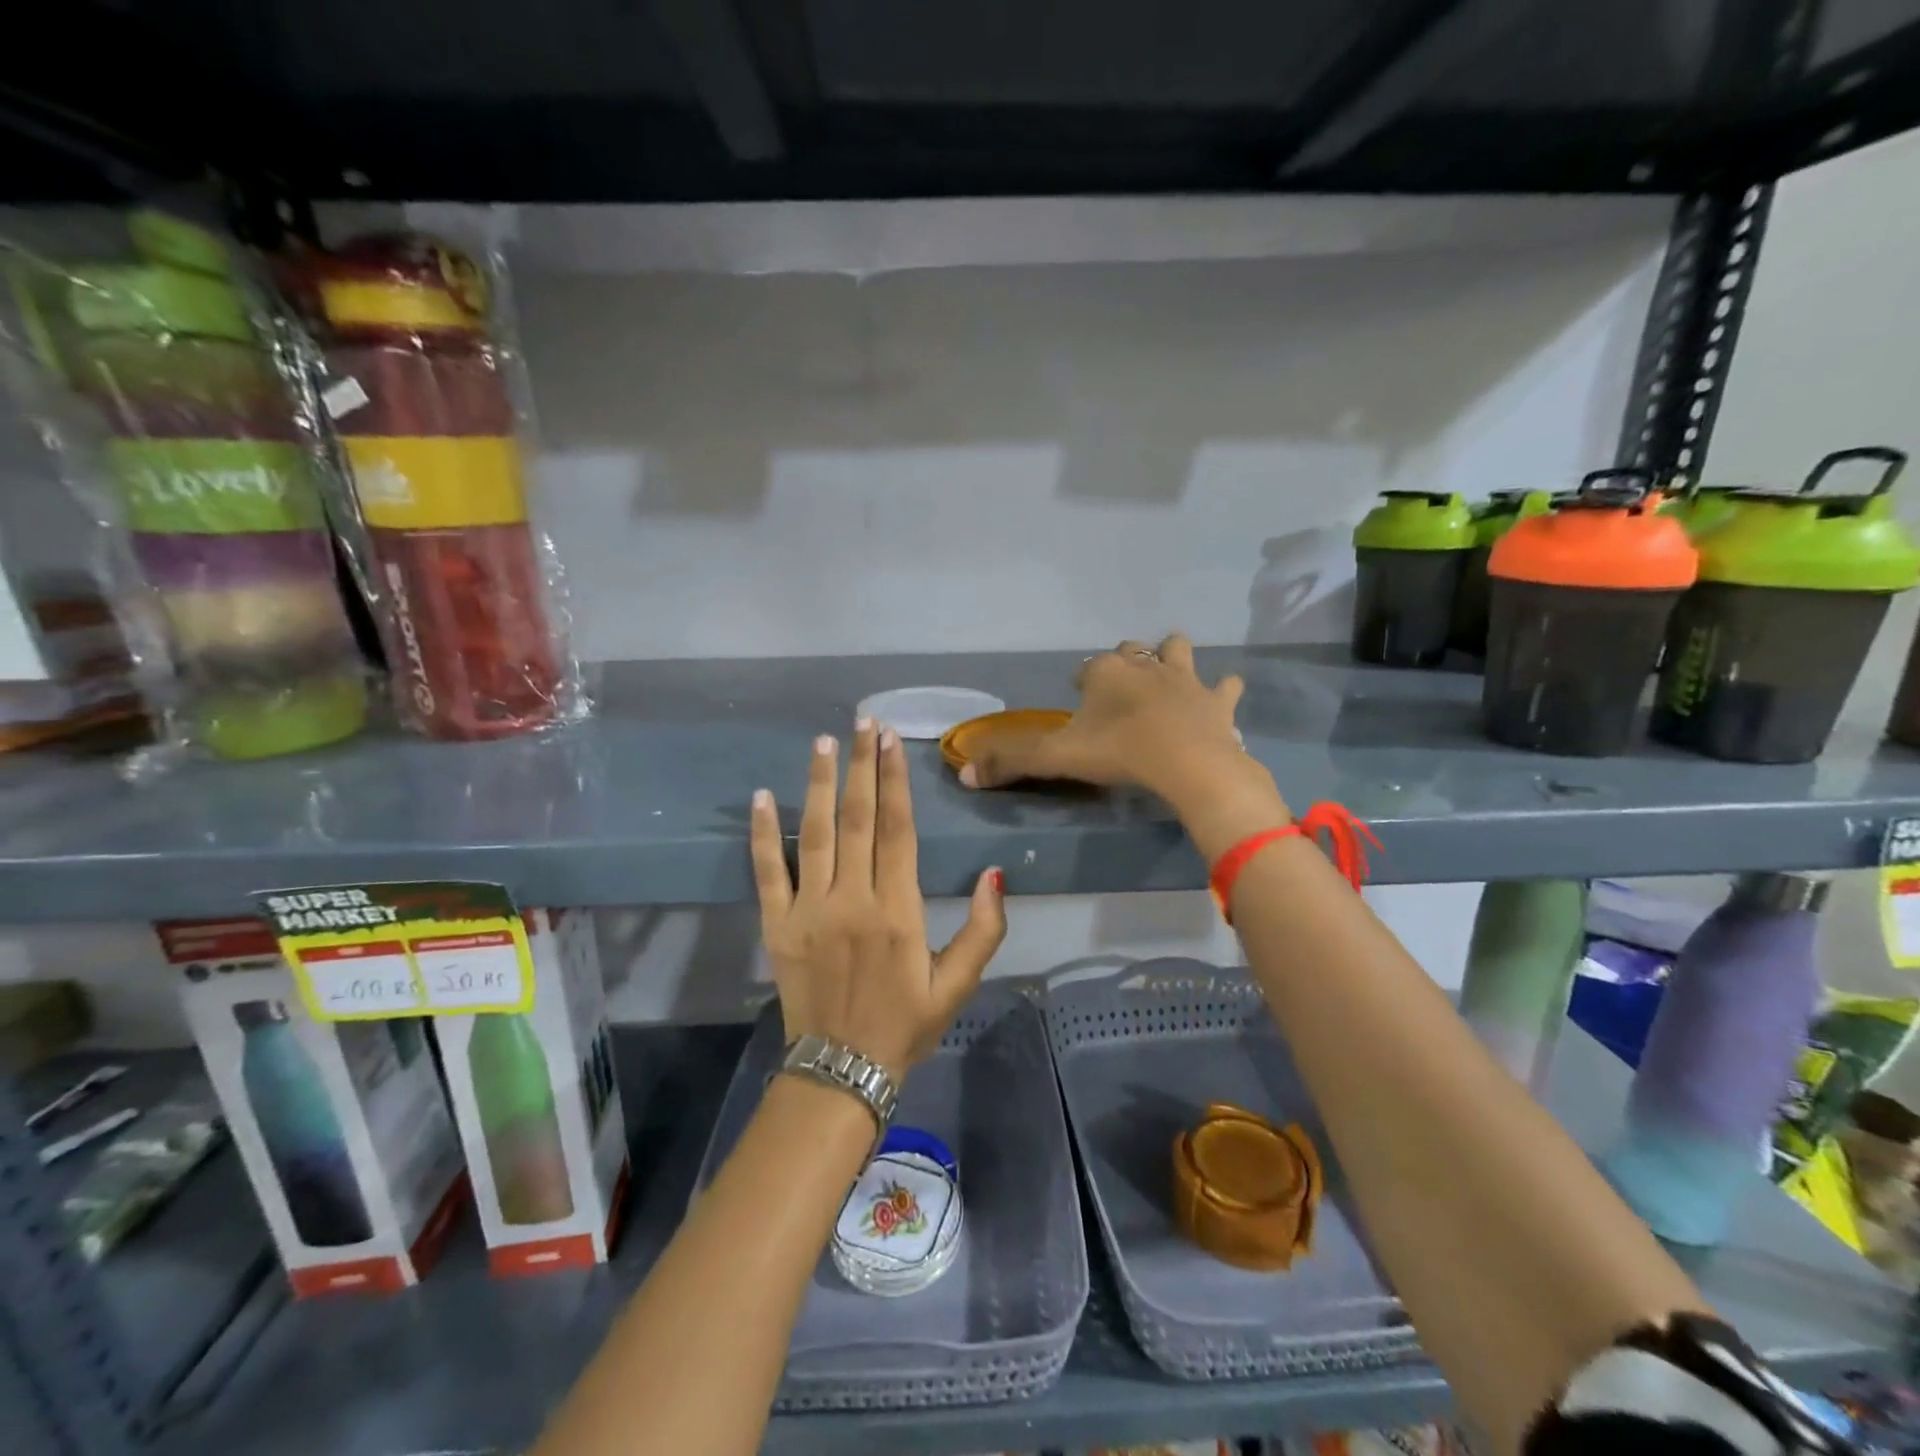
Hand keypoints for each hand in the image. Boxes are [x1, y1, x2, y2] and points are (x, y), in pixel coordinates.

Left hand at [751, 719, 1006, 1080]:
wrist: (842, 1072)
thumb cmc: (905, 1024)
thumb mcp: (958, 984)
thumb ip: (983, 929)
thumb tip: (995, 873)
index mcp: (898, 910)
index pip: (897, 830)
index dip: (894, 781)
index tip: (891, 741)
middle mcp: (852, 900)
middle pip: (858, 819)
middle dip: (861, 766)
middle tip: (862, 723)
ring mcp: (809, 910)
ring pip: (814, 834)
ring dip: (819, 785)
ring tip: (822, 743)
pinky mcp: (778, 926)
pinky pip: (768, 872)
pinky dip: (762, 834)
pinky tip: (762, 797)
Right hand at [956, 634, 1241, 794]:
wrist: (1189, 765)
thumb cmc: (1119, 753)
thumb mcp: (1057, 758)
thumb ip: (1011, 762)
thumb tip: (964, 774)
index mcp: (1105, 671)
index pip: (1087, 668)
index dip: (1082, 682)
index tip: (1079, 700)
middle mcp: (1145, 665)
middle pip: (1131, 651)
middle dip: (1125, 662)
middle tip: (1120, 691)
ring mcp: (1185, 679)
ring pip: (1178, 651)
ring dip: (1173, 657)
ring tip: (1169, 676)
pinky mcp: (1217, 701)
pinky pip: (1224, 686)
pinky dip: (1222, 691)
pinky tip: (1220, 699)